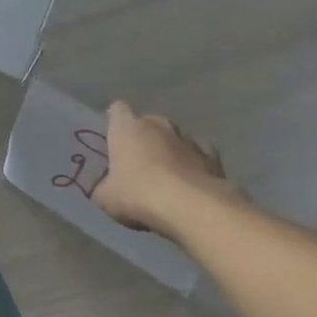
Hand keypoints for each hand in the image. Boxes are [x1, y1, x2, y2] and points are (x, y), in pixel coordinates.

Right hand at [94, 100, 230, 233]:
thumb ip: (104, 186)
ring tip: (165, 176)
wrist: (188, 206)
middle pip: (148, 122)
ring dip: (169, 150)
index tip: (112, 137)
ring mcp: (187, 138)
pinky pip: (198, 155)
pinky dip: (193, 164)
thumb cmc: (137, 194)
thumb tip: (106, 187)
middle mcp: (157, 124)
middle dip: (143, 137)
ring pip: (174, 137)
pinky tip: (189, 182)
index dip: (114, 122)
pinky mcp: (212, 156)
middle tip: (137, 161)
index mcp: (126, 128)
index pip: (117, 110)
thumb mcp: (105, 197)